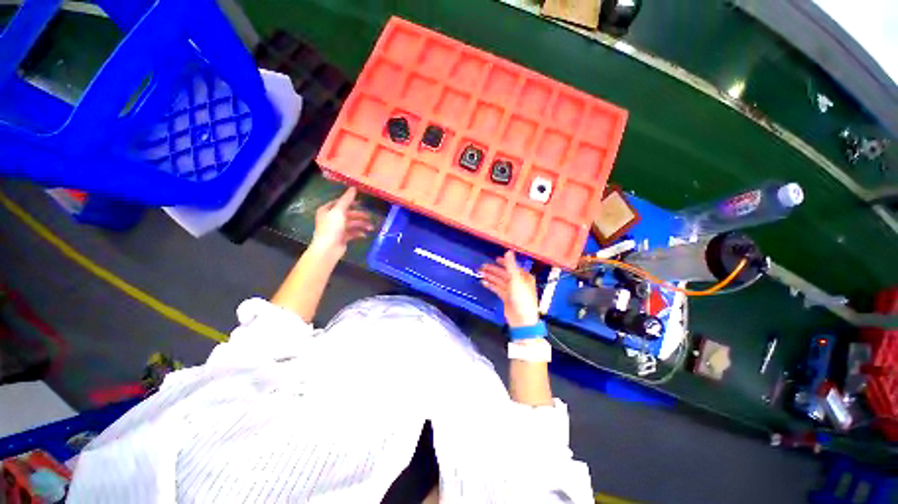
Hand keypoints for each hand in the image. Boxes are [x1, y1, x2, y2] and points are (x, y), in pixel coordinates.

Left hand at [310, 187, 374, 258]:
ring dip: (361, 225)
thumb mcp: (339, 211)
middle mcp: (331, 218)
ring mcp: (336, 229)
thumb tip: (354, 188)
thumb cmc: (332, 228)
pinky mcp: (341, 238)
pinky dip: (359, 233)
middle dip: (359, 216)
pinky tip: (365, 235)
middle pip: (347, 214)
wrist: (328, 249)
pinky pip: (352, 233)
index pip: (339, 203)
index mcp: (327, 210)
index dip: (350, 202)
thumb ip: (347, 199)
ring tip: (371, 228)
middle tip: (370, 217)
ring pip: (351, 224)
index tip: (361, 203)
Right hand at [479, 251, 539, 327]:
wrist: (522, 319)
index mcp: (524, 276)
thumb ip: (510, 265)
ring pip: (499, 280)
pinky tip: (483, 282)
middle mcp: (519, 282)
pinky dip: (491, 285)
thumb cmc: (522, 298)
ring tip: (480, 273)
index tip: (495, 259)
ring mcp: (512, 290)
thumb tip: (508, 251)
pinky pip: (497, 288)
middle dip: (493, 270)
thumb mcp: (516, 280)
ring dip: (490, 276)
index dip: (503, 262)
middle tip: (482, 266)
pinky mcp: (506, 297)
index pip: (512, 266)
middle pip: (504, 273)